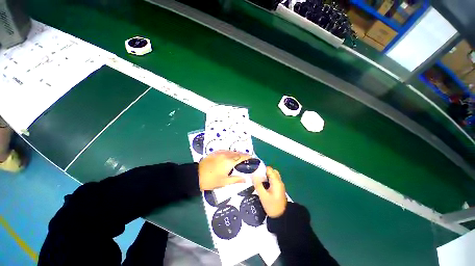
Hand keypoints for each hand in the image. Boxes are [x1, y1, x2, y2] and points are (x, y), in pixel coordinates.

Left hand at [198, 150, 250, 190]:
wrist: (196, 175)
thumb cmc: (211, 180)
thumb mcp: (224, 182)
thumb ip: (236, 179)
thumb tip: (245, 179)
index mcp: (229, 162)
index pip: (241, 157)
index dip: (248, 156)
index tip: (252, 158)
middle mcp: (226, 155)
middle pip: (237, 153)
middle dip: (243, 155)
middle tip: (247, 159)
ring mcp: (220, 153)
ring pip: (232, 151)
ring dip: (237, 154)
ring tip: (240, 158)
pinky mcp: (215, 152)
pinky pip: (226, 151)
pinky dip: (230, 153)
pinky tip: (230, 157)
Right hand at [253, 166, 286, 217]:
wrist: (281, 217)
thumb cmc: (272, 206)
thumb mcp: (263, 196)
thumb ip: (258, 184)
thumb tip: (253, 175)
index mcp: (276, 181)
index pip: (269, 169)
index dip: (262, 169)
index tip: (255, 171)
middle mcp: (279, 181)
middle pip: (271, 171)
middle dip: (263, 172)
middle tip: (256, 176)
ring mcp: (279, 184)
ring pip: (272, 175)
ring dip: (266, 176)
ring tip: (258, 180)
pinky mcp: (278, 188)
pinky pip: (273, 180)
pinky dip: (268, 179)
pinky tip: (262, 184)